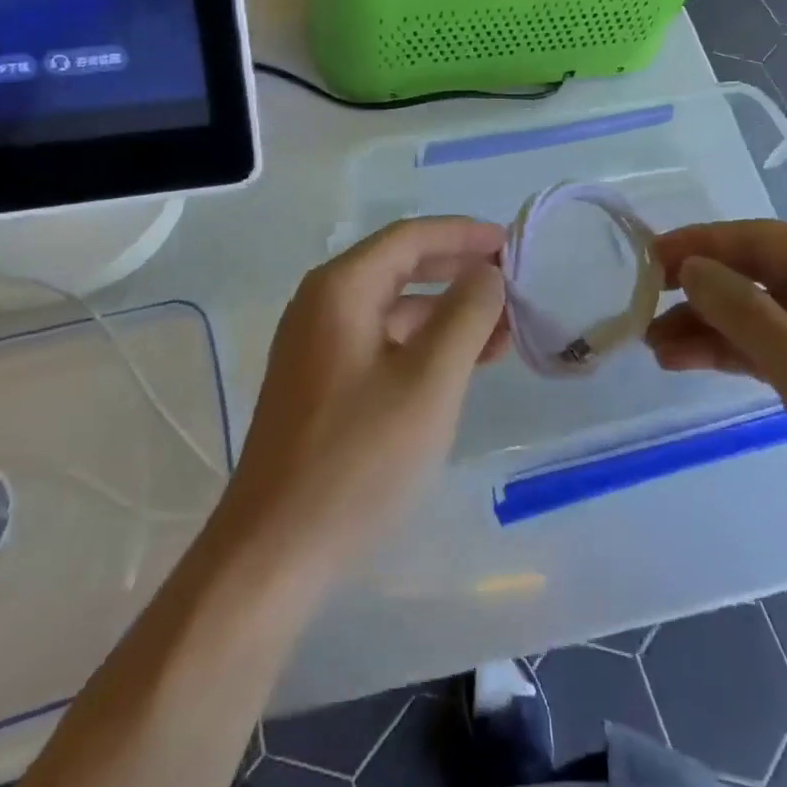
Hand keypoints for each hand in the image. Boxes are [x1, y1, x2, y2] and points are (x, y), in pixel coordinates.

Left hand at [220, 217, 508, 576]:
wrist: (274, 552)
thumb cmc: (358, 459)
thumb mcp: (429, 382)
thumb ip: (465, 316)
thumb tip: (487, 273)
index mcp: (341, 288)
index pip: (410, 236)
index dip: (463, 234)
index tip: (510, 242)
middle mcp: (322, 303)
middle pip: (400, 266)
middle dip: (457, 270)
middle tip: (511, 281)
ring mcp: (317, 344)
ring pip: (393, 308)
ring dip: (446, 312)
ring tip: (502, 331)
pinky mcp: (321, 382)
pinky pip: (381, 342)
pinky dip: (423, 344)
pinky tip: (461, 365)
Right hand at [645, 220, 786, 556]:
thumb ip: (741, 310)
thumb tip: (689, 268)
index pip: (756, 239)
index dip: (698, 246)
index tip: (646, 259)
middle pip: (752, 275)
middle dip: (698, 294)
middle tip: (642, 311)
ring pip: (756, 312)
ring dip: (707, 327)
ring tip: (654, 349)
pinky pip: (770, 344)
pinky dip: (731, 351)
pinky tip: (686, 361)